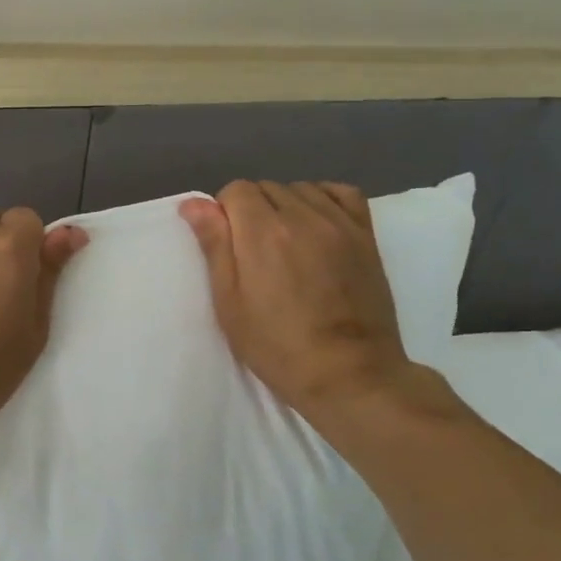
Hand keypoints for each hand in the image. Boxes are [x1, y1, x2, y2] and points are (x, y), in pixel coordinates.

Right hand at [180, 181, 429, 418]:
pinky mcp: (366, 235)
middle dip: (252, 210)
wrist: (348, 373)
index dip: (224, 214)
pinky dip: (323, 199)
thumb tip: (194, 203)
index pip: (236, 190)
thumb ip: (214, 246)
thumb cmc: (277, 345)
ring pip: (302, 189)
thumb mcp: (230, 303)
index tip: (228, 246)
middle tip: (253, 253)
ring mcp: (339, 223)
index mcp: (263, 232)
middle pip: (267, 187)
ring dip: (286, 206)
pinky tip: (316, 224)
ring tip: (286, 243)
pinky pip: (342, 193)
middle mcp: (303, 216)